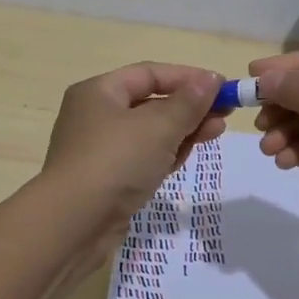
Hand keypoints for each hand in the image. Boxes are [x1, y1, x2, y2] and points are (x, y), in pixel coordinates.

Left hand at [41, 62, 225, 226]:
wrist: (73, 225)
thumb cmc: (115, 162)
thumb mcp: (158, 127)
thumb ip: (188, 102)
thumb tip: (211, 80)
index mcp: (99, 91)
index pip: (150, 74)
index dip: (188, 77)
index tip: (223, 88)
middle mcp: (95, 115)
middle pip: (150, 102)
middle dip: (189, 107)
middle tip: (225, 115)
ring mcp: (100, 149)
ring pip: (149, 132)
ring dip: (182, 131)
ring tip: (215, 133)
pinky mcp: (107, 179)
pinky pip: (142, 158)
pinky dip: (165, 154)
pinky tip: (185, 157)